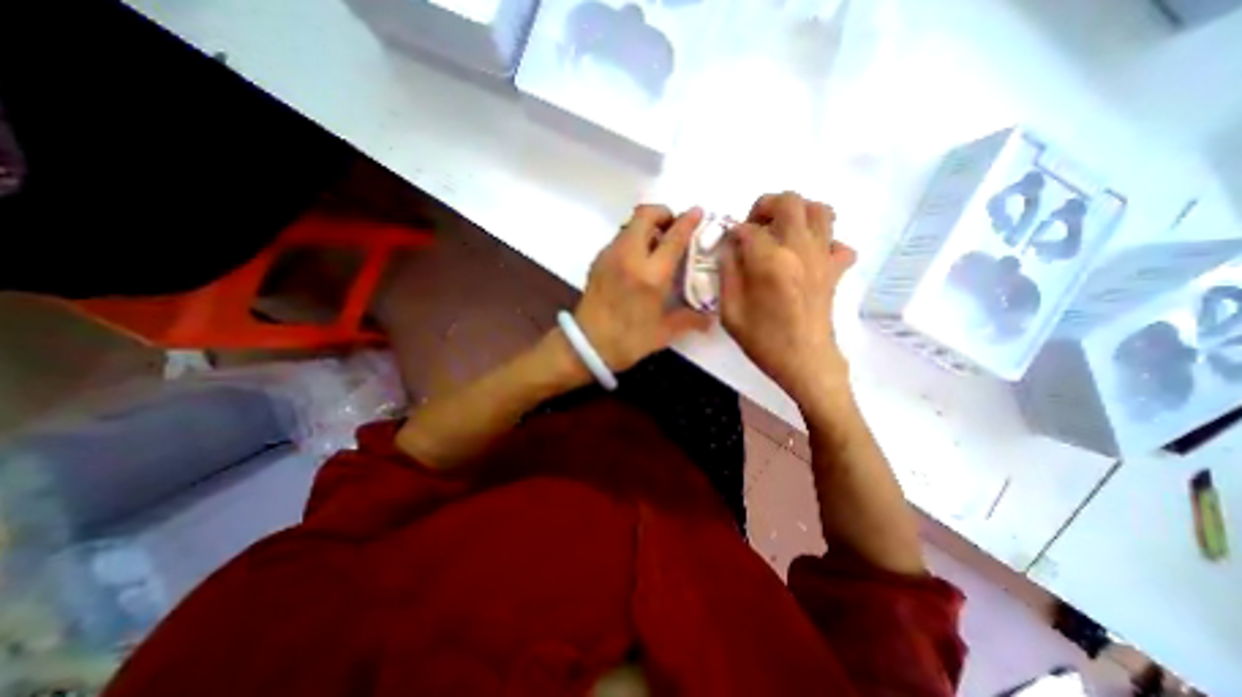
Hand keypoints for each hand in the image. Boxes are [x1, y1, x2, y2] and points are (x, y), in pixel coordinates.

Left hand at [571, 203, 706, 373]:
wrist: (586, 345)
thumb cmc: (628, 341)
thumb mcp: (663, 333)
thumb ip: (689, 320)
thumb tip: (710, 318)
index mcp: (651, 275)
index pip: (674, 237)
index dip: (688, 221)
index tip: (698, 212)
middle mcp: (629, 257)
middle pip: (646, 215)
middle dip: (663, 214)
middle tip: (673, 229)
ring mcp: (610, 255)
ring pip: (630, 224)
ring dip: (647, 226)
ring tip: (657, 246)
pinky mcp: (598, 260)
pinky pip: (619, 238)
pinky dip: (633, 238)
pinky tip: (638, 261)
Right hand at [718, 190, 855, 408]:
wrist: (805, 362)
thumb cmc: (763, 341)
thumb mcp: (730, 312)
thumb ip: (727, 273)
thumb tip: (730, 249)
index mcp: (770, 262)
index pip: (748, 229)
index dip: (733, 233)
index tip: (728, 245)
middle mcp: (800, 249)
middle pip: (788, 201)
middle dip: (765, 206)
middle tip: (753, 228)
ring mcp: (823, 257)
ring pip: (820, 210)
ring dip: (797, 212)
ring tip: (780, 232)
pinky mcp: (836, 270)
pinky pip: (838, 243)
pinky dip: (824, 241)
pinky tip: (807, 256)